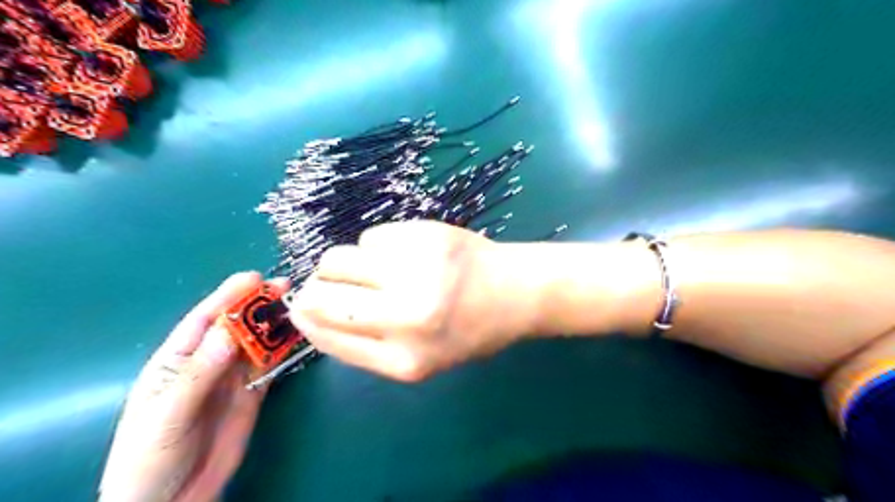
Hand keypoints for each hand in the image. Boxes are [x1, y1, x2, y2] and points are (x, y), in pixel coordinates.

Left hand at [102, 274, 287, 501]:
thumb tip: (227, 331)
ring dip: (276, 323)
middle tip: (285, 287)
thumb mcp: (168, 415)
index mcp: (177, 360)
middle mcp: (208, 362)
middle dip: (258, 304)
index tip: (254, 278)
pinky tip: (299, 336)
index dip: (228, 297)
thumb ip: (198, 374)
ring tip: (298, 306)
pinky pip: (271, 365)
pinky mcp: (253, 393)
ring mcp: (233, 377)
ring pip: (258, 342)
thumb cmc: (150, 458)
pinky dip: (285, 349)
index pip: (204, 320)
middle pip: (236, 326)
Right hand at [287, 220, 529, 380]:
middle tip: (332, 284)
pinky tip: (405, 253)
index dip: (305, 318)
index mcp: (405, 360)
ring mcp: (416, 269)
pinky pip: (371, 237)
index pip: (327, 335)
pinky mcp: (425, 234)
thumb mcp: (421, 358)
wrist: (517, 291)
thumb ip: (366, 343)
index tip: (301, 307)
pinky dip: (377, 247)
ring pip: (337, 258)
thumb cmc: (470, 330)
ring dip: (344, 264)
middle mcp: (407, 316)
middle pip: (323, 294)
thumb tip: (309, 313)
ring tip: (375, 269)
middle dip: (316, 288)